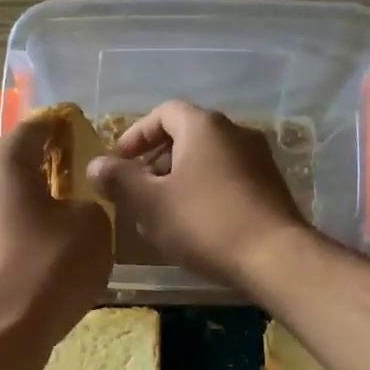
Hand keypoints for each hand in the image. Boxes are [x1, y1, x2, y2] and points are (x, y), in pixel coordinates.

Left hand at [0, 112, 113, 352]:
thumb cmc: (47, 269)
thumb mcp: (93, 227)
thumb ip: (92, 202)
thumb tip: (75, 208)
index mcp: (2, 161)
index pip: (39, 127)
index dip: (68, 129)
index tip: (91, 141)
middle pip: (20, 167)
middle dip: (54, 174)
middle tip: (88, 191)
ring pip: (11, 205)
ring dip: (40, 211)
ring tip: (74, 233)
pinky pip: (3, 237)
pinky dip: (27, 241)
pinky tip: (51, 265)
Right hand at [88, 99, 308, 287]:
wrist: (274, 256)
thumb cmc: (204, 223)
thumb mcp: (150, 203)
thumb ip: (120, 180)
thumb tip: (95, 164)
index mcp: (203, 126)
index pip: (164, 112)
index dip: (137, 134)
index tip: (119, 162)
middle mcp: (235, 132)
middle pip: (187, 135)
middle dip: (157, 160)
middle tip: (138, 191)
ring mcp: (258, 159)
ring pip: (208, 160)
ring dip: (180, 179)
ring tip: (163, 212)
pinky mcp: (270, 186)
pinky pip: (228, 179)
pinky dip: (205, 191)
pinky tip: (196, 224)